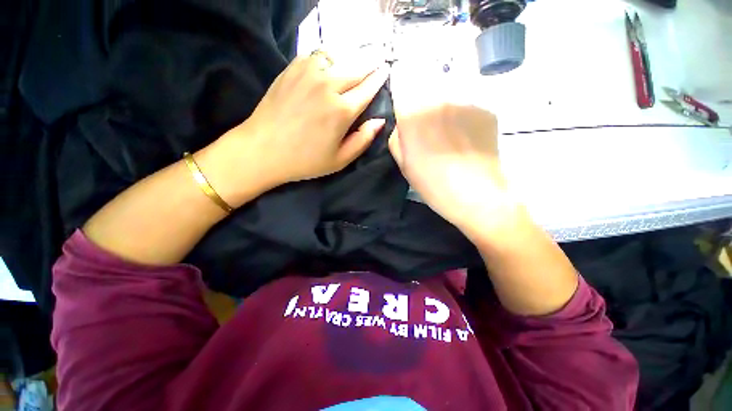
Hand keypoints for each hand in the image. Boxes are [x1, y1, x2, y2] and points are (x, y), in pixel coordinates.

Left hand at [219, 50, 388, 192]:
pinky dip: (328, 59)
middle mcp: (328, 86)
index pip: (368, 88)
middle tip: (376, 63)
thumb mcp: (340, 160)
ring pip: (339, 57)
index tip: (386, 71)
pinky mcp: (292, 69)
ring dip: (349, 61)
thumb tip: (379, 121)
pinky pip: (317, 56)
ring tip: (353, 67)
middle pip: (357, 68)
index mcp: (342, 111)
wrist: (263, 149)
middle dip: (370, 65)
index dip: (379, 79)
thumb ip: (363, 140)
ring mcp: (308, 73)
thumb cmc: (305, 160)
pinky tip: (329, 69)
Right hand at [388, 102, 510, 231]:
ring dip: (445, 115)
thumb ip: (397, 139)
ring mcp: (464, 102)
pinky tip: (468, 142)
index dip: (404, 101)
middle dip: (424, 109)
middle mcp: (437, 100)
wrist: (476, 196)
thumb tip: (401, 126)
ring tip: (452, 140)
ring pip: (448, 100)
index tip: (408, 118)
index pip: (401, 87)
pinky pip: (467, 109)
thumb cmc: (432, 184)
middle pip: (425, 92)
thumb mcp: (403, 165)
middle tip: (431, 135)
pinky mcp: (485, 110)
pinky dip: (465, 121)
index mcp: (412, 116)